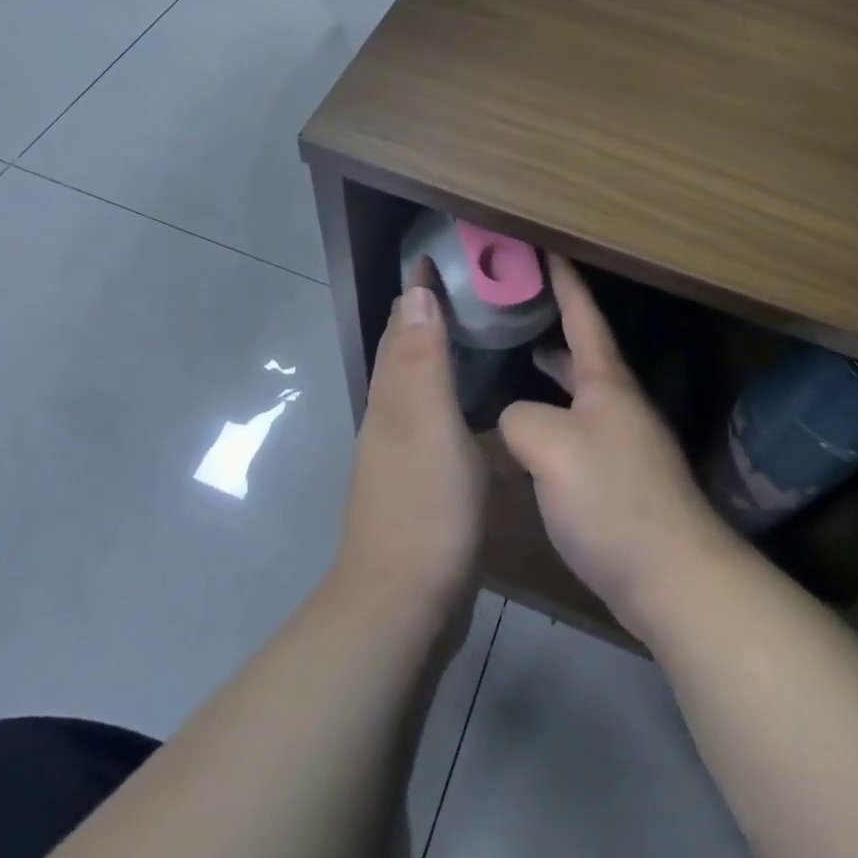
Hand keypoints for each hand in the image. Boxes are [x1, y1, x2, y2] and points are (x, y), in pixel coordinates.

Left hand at [331, 264, 486, 636]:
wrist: (402, 605)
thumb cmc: (425, 505)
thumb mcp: (429, 422)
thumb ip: (422, 359)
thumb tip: (414, 291)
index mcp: (392, 396)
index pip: (401, 324)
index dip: (417, 288)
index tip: (439, 252)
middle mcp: (388, 416)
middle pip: (402, 349)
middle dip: (423, 311)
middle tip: (463, 282)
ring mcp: (399, 452)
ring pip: (414, 382)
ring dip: (432, 350)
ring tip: (469, 329)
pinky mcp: (416, 482)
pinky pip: (430, 416)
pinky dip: (444, 391)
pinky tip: (467, 402)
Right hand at [498, 257, 739, 640]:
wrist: (673, 578)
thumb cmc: (612, 499)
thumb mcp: (550, 446)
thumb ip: (519, 417)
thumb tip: (514, 418)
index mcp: (606, 381)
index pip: (583, 313)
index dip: (563, 279)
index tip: (544, 247)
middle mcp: (618, 402)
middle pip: (583, 348)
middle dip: (553, 321)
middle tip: (514, 305)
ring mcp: (622, 440)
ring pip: (580, 388)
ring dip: (552, 369)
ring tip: (516, 357)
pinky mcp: (619, 477)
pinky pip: (578, 425)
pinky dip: (553, 411)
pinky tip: (530, 431)